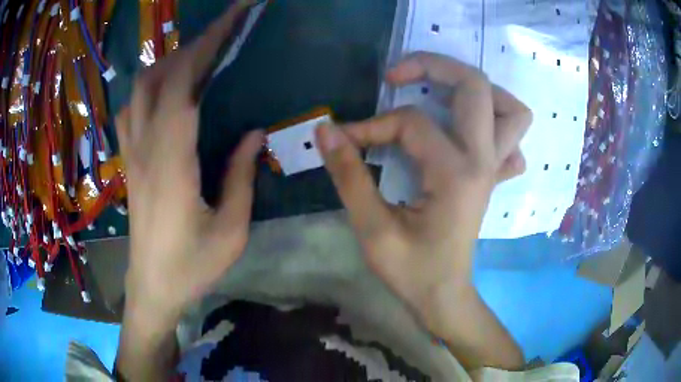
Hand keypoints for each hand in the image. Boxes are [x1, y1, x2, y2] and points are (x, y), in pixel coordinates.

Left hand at [116, 0, 262, 323]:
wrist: (152, 288)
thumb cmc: (192, 267)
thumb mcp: (231, 230)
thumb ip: (242, 177)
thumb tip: (255, 133)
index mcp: (171, 160)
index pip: (183, 83)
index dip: (206, 46)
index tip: (231, 20)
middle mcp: (145, 147)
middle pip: (157, 77)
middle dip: (189, 47)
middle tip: (222, 36)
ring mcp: (133, 154)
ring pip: (139, 90)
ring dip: (167, 64)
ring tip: (196, 58)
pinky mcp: (129, 163)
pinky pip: (131, 111)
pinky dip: (148, 89)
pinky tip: (165, 92)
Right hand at [316, 53, 530, 343]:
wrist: (443, 295)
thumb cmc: (410, 270)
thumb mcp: (372, 229)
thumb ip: (349, 175)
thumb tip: (326, 130)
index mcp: (455, 173)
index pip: (410, 122)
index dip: (369, 124)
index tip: (342, 139)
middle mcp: (483, 160)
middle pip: (477, 86)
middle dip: (435, 65)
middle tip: (398, 75)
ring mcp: (494, 167)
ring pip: (512, 110)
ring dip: (479, 90)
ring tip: (442, 91)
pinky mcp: (493, 175)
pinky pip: (511, 138)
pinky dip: (495, 123)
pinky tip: (467, 130)